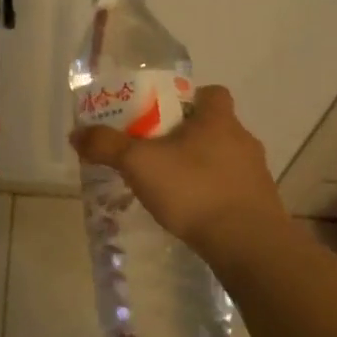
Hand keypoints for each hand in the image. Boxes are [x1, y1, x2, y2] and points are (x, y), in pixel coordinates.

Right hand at [70, 85, 283, 253]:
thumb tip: (76, 133)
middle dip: (186, 136)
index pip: (211, 93)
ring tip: (169, 186)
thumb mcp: (139, 164)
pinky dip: (211, 195)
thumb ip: (107, 146)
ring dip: (199, 167)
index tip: (162, 114)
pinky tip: (190, 212)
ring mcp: (255, 174)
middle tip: (155, 151)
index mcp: (218, 119)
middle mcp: (242, 139)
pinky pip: (230, 189)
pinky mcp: (259, 204)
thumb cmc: (194, 190)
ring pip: (223, 159)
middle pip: (213, 127)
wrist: (247, 244)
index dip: (188, 98)